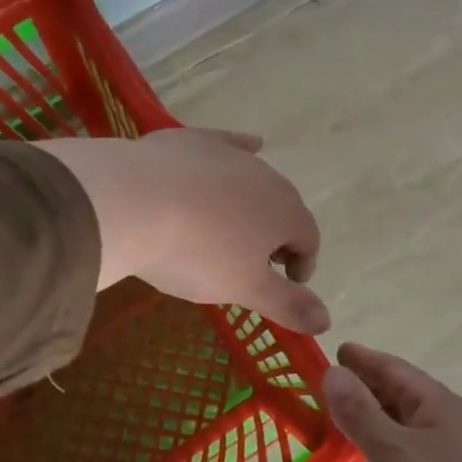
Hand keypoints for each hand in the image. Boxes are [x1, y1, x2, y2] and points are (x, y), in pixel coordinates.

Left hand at [39, 128, 327, 334]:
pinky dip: (241, 148)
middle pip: (284, 209)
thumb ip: (288, 304)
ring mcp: (232, 155)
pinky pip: (229, 144)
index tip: (284, 285)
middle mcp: (269, 179)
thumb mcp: (243, 288)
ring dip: (254, 204)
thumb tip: (328, 321)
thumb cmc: (196, 254)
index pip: (309, 240)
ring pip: (256, 180)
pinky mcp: (197, 141)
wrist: (133, 203)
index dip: (302, 265)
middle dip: (278, 236)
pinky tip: (249, 144)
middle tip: (254, 262)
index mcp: (287, 215)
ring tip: (233, 226)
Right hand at [321, 343, 461, 461]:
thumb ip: (362, 414)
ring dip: (373, 420)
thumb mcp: (395, 453)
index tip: (334, 347)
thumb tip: (333, 371)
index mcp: (439, 405)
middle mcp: (447, 425)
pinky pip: (407, 459)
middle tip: (325, 381)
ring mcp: (450, 461)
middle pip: (400, 396)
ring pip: (403, 429)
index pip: (395, 370)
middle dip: (365, 386)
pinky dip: (383, 452)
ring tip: (338, 416)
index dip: (363, 359)